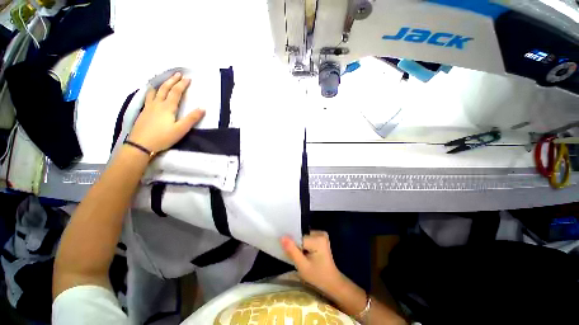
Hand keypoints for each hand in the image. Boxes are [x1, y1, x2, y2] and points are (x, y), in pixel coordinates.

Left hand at [128, 72, 204, 153]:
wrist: (141, 144)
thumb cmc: (163, 137)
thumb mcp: (181, 129)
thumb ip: (192, 118)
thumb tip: (202, 108)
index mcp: (167, 107)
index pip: (176, 92)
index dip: (182, 84)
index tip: (188, 78)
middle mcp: (157, 104)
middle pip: (165, 88)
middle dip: (172, 80)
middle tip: (177, 74)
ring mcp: (148, 107)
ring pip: (154, 91)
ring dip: (160, 83)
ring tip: (163, 78)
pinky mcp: (143, 112)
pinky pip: (148, 96)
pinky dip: (151, 90)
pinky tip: (150, 92)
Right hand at [281, 231, 343, 293]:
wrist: (332, 282)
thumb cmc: (317, 276)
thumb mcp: (302, 266)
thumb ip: (292, 251)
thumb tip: (282, 237)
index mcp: (317, 239)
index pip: (298, 239)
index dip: (294, 248)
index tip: (296, 258)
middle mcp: (320, 233)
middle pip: (301, 238)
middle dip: (298, 247)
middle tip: (302, 260)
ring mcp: (322, 234)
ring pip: (304, 238)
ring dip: (302, 246)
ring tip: (305, 258)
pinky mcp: (322, 237)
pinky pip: (308, 238)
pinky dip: (306, 245)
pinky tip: (308, 254)